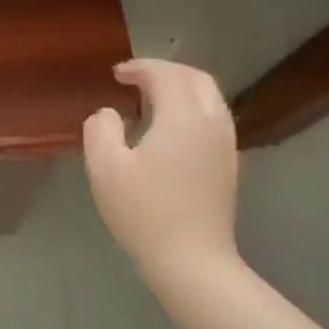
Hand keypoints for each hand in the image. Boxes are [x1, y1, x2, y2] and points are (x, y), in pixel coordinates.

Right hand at [82, 59, 240, 286]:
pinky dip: (191, 108)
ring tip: (152, 98)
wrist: (192, 260)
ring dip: (182, 88)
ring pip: (210, 99)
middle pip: (196, 79)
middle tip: (136, 78)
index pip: (167, 75)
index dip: (141, 68)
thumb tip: (109, 114)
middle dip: (166, 71)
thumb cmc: (144, 212)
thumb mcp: (105, 168)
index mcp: (183, 117)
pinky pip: (214, 119)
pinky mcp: (228, 166)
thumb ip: (101, 129)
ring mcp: (225, 146)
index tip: (116, 73)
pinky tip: (170, 127)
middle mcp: (212, 123)